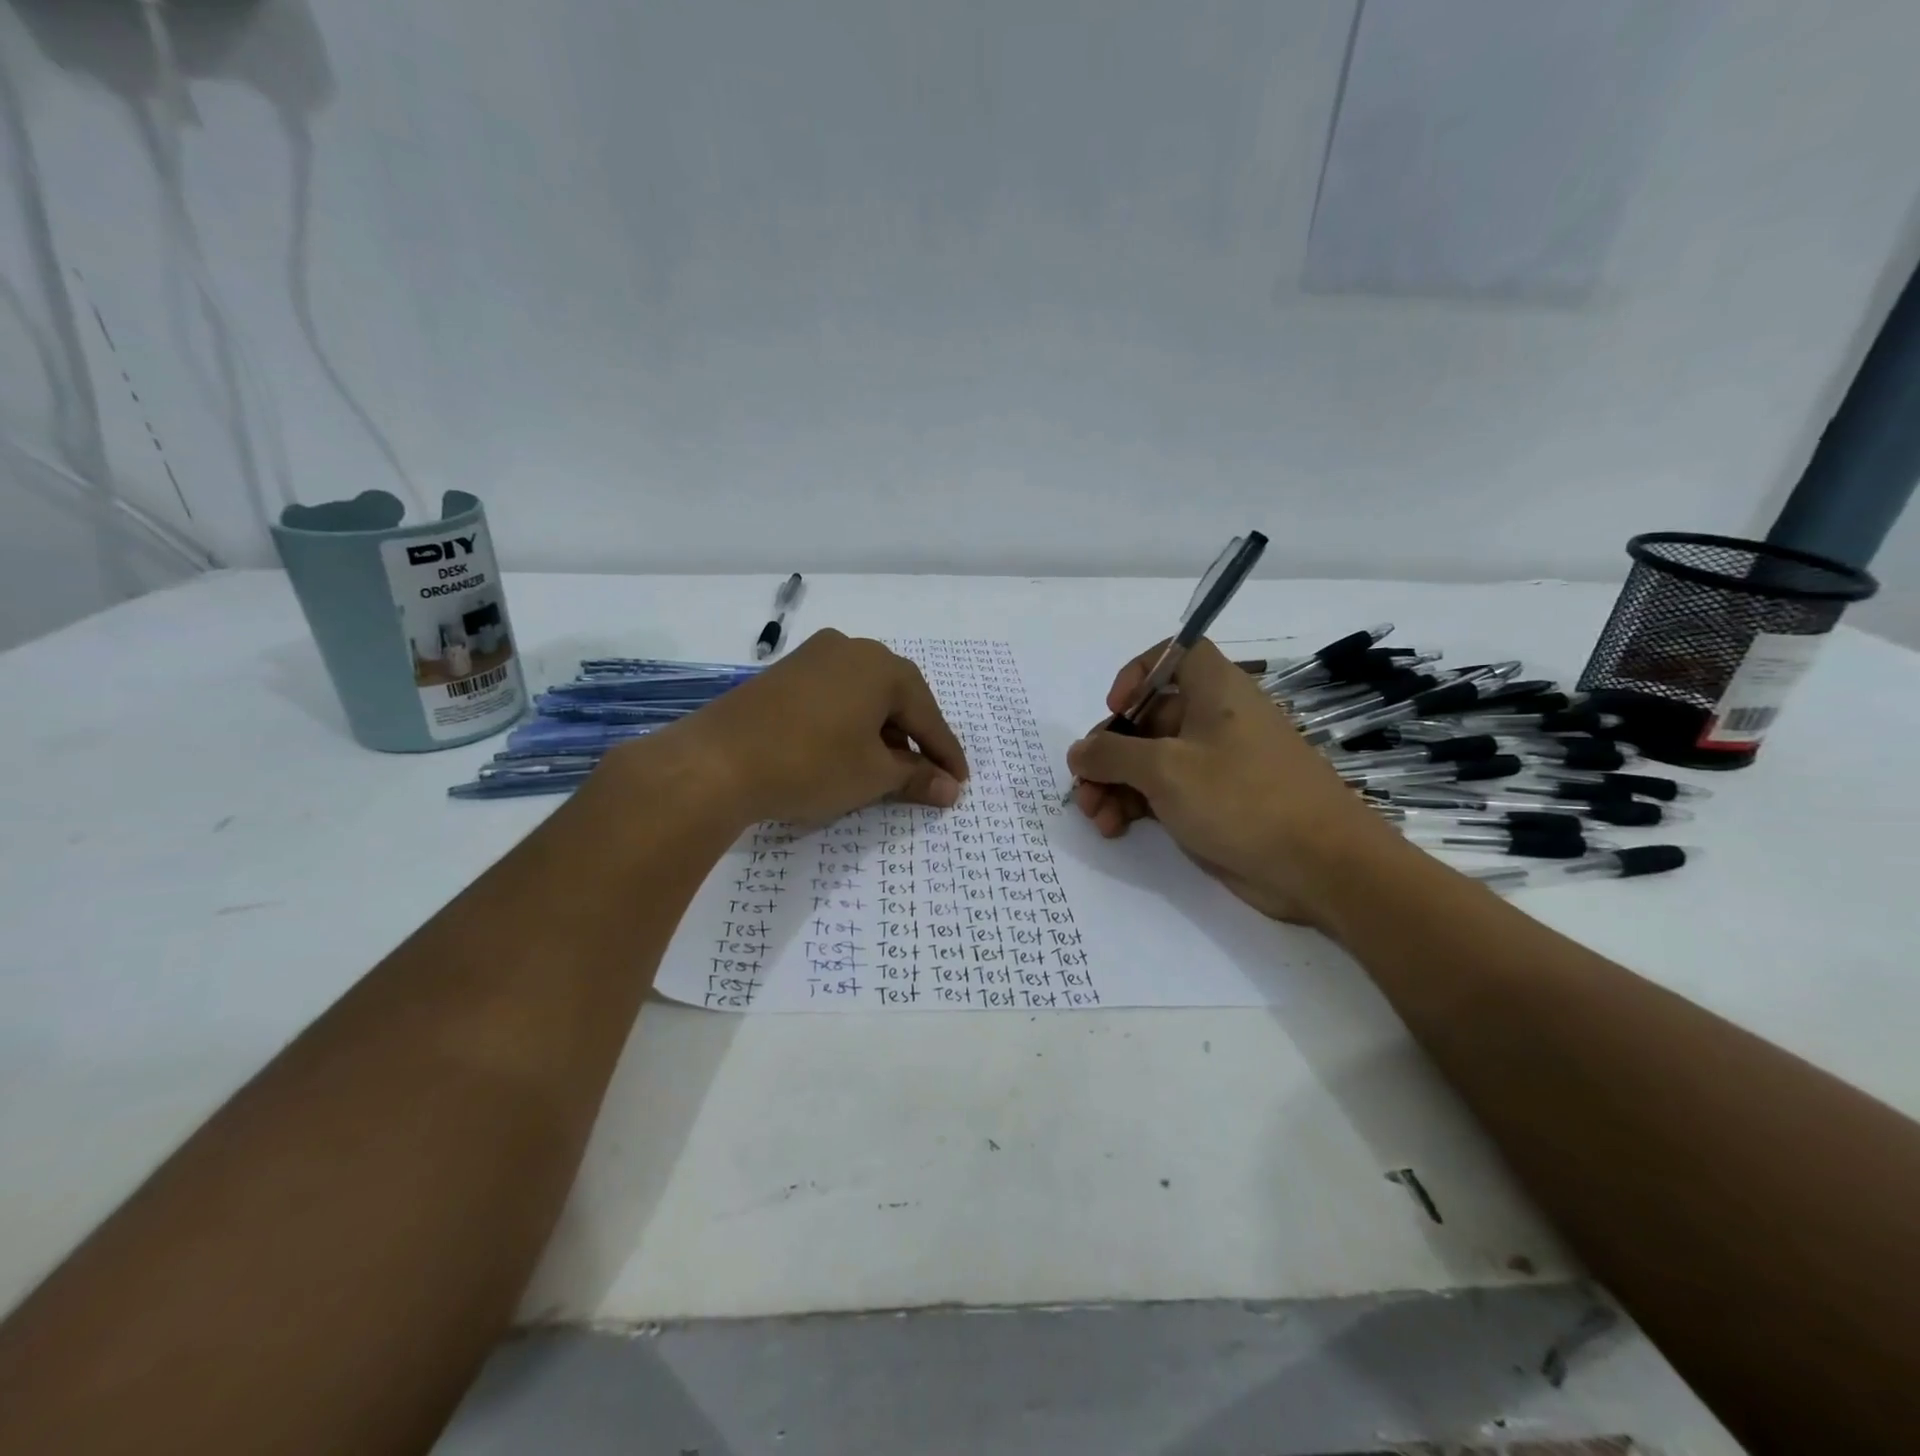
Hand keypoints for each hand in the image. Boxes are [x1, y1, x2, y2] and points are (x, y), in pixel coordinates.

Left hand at [640, 630, 968, 827]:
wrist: (717, 762)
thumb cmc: (811, 764)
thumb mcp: (872, 775)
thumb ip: (916, 777)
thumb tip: (949, 788)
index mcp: (881, 666)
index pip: (927, 715)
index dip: (945, 753)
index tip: (960, 782)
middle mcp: (850, 649)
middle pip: (897, 698)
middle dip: (914, 738)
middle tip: (927, 773)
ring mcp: (812, 657)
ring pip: (863, 696)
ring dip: (881, 731)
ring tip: (886, 767)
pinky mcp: (783, 674)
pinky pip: (834, 695)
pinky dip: (849, 723)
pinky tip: (847, 749)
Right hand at [1066, 638, 1405, 925]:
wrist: (1321, 867)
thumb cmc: (1242, 798)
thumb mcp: (1166, 770)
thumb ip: (1112, 755)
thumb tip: (1079, 752)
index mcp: (1215, 690)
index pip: (1174, 654)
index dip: (1138, 672)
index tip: (1115, 707)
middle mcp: (1214, 720)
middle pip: (1148, 717)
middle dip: (1108, 751)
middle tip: (1083, 785)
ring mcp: (1216, 764)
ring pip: (1151, 760)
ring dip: (1115, 784)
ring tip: (1095, 817)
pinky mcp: (1216, 803)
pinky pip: (1165, 792)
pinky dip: (1137, 805)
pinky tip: (1115, 828)